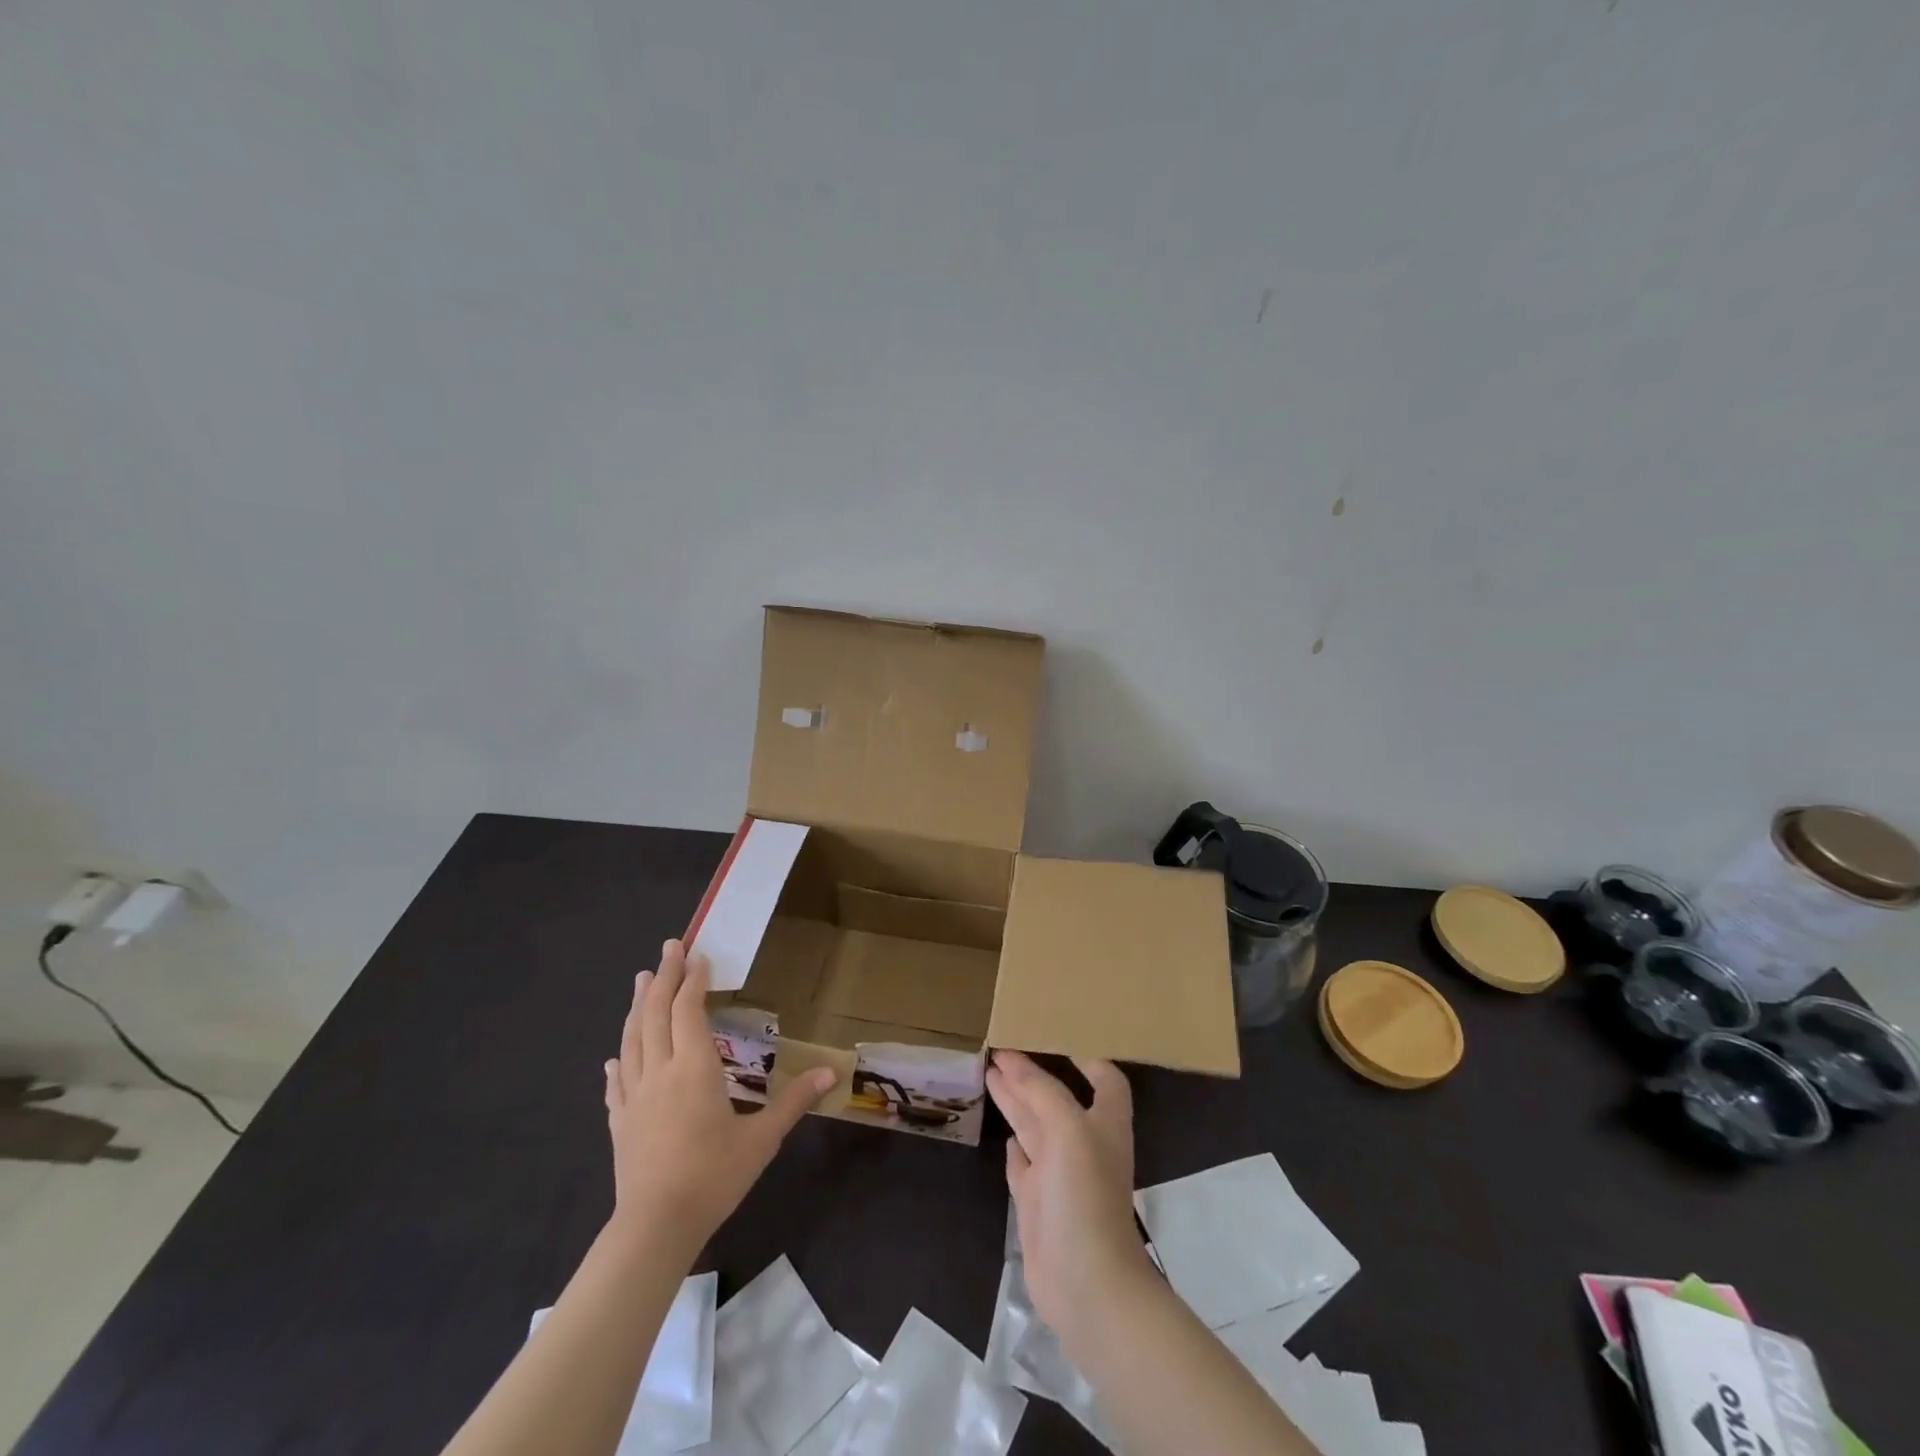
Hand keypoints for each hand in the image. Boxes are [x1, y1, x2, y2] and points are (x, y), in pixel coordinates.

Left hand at [603, 940, 834, 1248]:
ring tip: (640, 980)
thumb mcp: (762, 1139)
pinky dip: (618, 1061)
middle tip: (668, 947)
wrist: (655, 1227)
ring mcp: (633, 1096)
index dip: (692, 980)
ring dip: (638, 1006)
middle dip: (662, 977)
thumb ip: (793, 1101)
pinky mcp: (619, 1121)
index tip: (697, 954)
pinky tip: (614, 1058)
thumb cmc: (713, 1177)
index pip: (689, 1010)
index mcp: (694, 1068)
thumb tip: (832, 1073)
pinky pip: (616, 1081)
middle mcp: (659, 1071)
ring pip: (632, 1039)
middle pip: (656, 1013)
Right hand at [986, 1050, 1155, 1338]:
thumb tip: (1012, 1060)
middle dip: (1032, 1073)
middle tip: (1000, 1048)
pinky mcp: (1039, 1204)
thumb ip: (1041, 1091)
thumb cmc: (1085, 1196)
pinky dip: (1015, 1148)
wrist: (1086, 1284)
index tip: (1056, 1033)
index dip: (1086, 1055)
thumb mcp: (1068, 1129)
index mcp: (1104, 1123)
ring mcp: (1060, 1175)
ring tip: (990, 1074)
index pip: (1104, 1078)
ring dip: (1016, 1101)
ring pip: (1035, 1127)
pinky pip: (1024, 1165)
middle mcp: (1084, 1144)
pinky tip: (1005, 1135)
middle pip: (1057, 1098)